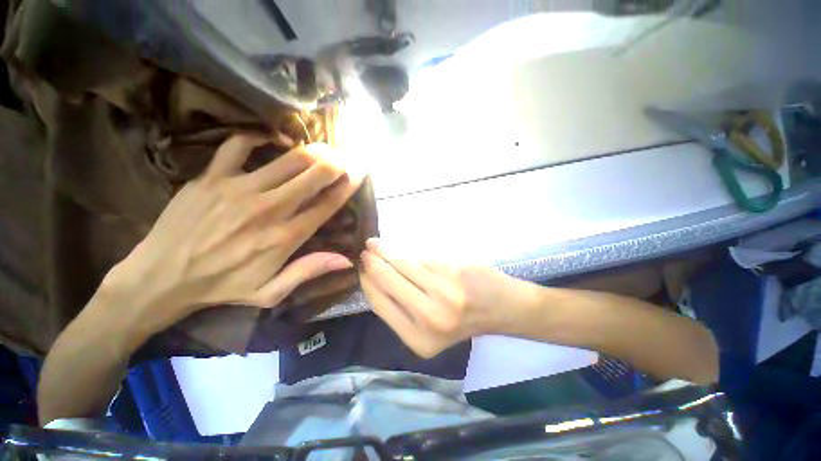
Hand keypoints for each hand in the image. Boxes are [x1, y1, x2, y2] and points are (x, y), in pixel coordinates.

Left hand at [106, 134, 363, 337]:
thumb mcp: (271, 292)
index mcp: (285, 237)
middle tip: (343, 159)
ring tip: (321, 149)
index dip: (348, 185)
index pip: (328, 203)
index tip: (359, 173)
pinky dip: (259, 138)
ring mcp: (238, 189)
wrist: (161, 277)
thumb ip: (309, 271)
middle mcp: (269, 208)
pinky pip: (239, 145)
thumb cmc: (222, 286)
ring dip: (312, 151)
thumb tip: (347, 259)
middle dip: (335, 163)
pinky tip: (270, 141)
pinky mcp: (211, 177)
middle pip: (314, 175)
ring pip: (288, 159)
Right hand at [359, 238, 542, 357]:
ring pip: (405, 265)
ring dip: (387, 252)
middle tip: (365, 250)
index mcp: (419, 340)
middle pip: (389, 282)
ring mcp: (444, 293)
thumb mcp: (428, 329)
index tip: (360, 269)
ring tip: (376, 244)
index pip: (380, 304)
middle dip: (373, 263)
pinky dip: (408, 252)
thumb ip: (401, 308)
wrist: (502, 308)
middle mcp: (430, 318)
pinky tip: (398, 247)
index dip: (368, 283)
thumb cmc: (463, 320)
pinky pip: (422, 258)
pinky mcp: (454, 271)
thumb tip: (374, 280)